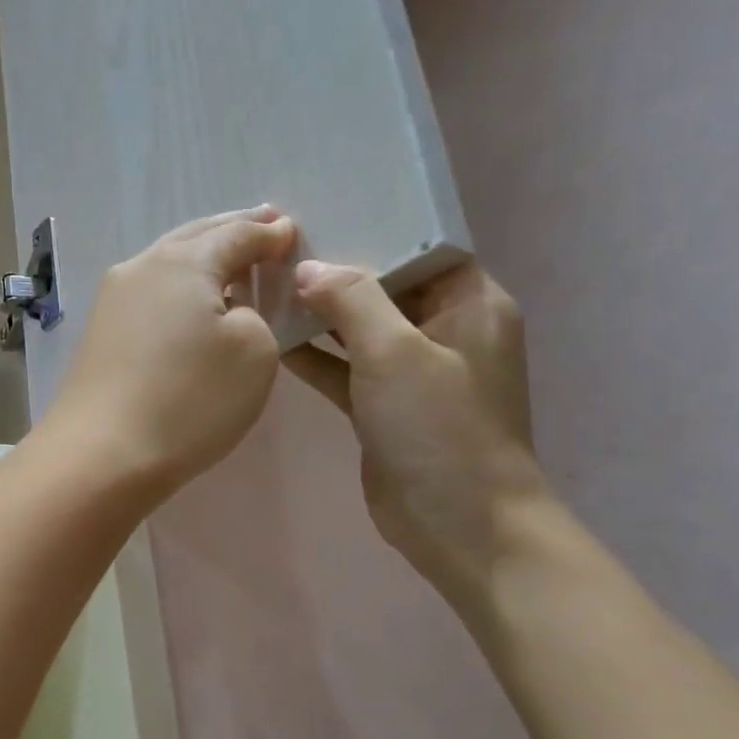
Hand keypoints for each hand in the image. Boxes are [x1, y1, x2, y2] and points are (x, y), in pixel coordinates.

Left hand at [44, 207, 296, 502]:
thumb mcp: (253, 351)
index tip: (289, 230)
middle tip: (262, 223)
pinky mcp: (99, 333)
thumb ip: (253, 314)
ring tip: (228, 258)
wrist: (101, 454)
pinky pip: (149, 293)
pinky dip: (177, 287)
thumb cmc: (189, 400)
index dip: (268, 233)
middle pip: (194, 237)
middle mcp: (141, 268)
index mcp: (183, 262)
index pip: (236, 234)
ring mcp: (112, 301)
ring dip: (200, 257)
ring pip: (166, 264)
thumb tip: (225, 310)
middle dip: (231, 230)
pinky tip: (189, 300)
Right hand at [285, 261, 551, 599]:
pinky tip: (273, 340)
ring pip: (361, 329)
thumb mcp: (395, 352)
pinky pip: (346, 368)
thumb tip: (308, 270)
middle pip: (386, 286)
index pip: (423, 248)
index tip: (321, 214)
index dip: (375, 228)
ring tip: (267, 288)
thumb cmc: (440, 428)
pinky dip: (316, 356)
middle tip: (279, 249)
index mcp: (470, 303)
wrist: (458, 524)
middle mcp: (445, 329)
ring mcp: (414, 371)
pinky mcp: (385, 406)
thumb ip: (351, 301)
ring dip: (320, 315)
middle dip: (336, 271)